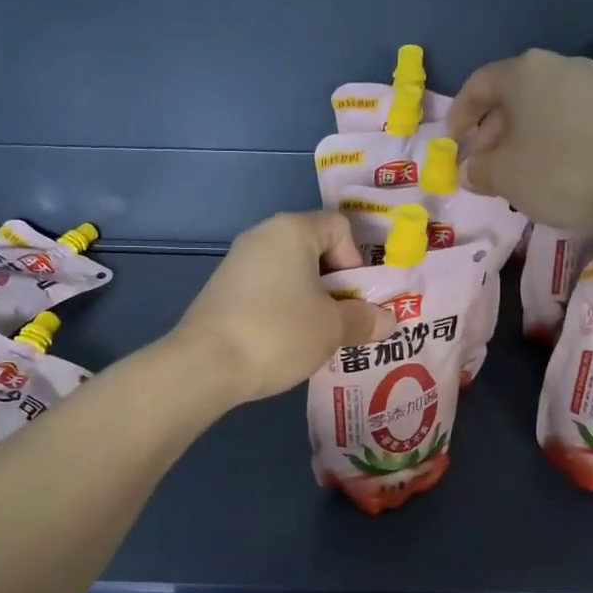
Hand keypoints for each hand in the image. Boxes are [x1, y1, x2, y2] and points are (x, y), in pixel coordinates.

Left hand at [172, 212, 392, 405]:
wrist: (204, 365)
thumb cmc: (279, 332)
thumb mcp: (332, 328)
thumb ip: (364, 319)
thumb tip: (388, 320)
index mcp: (292, 229)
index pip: (340, 227)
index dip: (356, 261)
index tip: (353, 299)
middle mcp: (262, 235)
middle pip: (315, 250)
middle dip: (336, 285)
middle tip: (343, 322)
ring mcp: (238, 262)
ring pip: (291, 274)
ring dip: (311, 301)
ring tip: (316, 337)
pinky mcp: (222, 290)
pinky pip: (268, 290)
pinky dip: (283, 310)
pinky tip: (284, 342)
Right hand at [447, 48, 592, 234]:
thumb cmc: (562, 172)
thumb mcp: (505, 176)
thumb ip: (479, 169)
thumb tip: (471, 168)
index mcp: (524, 72)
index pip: (478, 84)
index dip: (459, 114)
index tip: (453, 143)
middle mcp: (560, 67)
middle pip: (513, 95)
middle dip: (491, 130)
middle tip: (484, 164)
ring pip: (543, 108)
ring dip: (522, 138)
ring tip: (518, 174)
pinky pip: (571, 120)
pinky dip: (552, 141)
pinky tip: (554, 173)